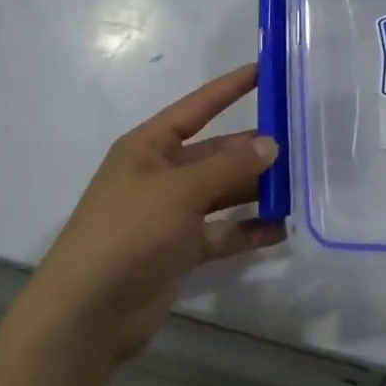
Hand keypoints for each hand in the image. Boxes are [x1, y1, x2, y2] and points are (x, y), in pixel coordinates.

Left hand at [26, 64, 283, 363]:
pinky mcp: (180, 250)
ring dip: (256, 189)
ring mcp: (170, 214)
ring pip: (222, 192)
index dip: (230, 88)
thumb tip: (270, 143)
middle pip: (216, 152)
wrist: (86, 316)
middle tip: (299, 141)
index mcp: (149, 147)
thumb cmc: (128, 233)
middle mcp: (161, 174)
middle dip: (252, 148)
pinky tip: (282, 228)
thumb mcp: (180, 191)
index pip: (197, 107)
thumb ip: (228, 167)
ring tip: (299, 183)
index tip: (265, 70)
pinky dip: (248, 230)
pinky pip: (222, 232)